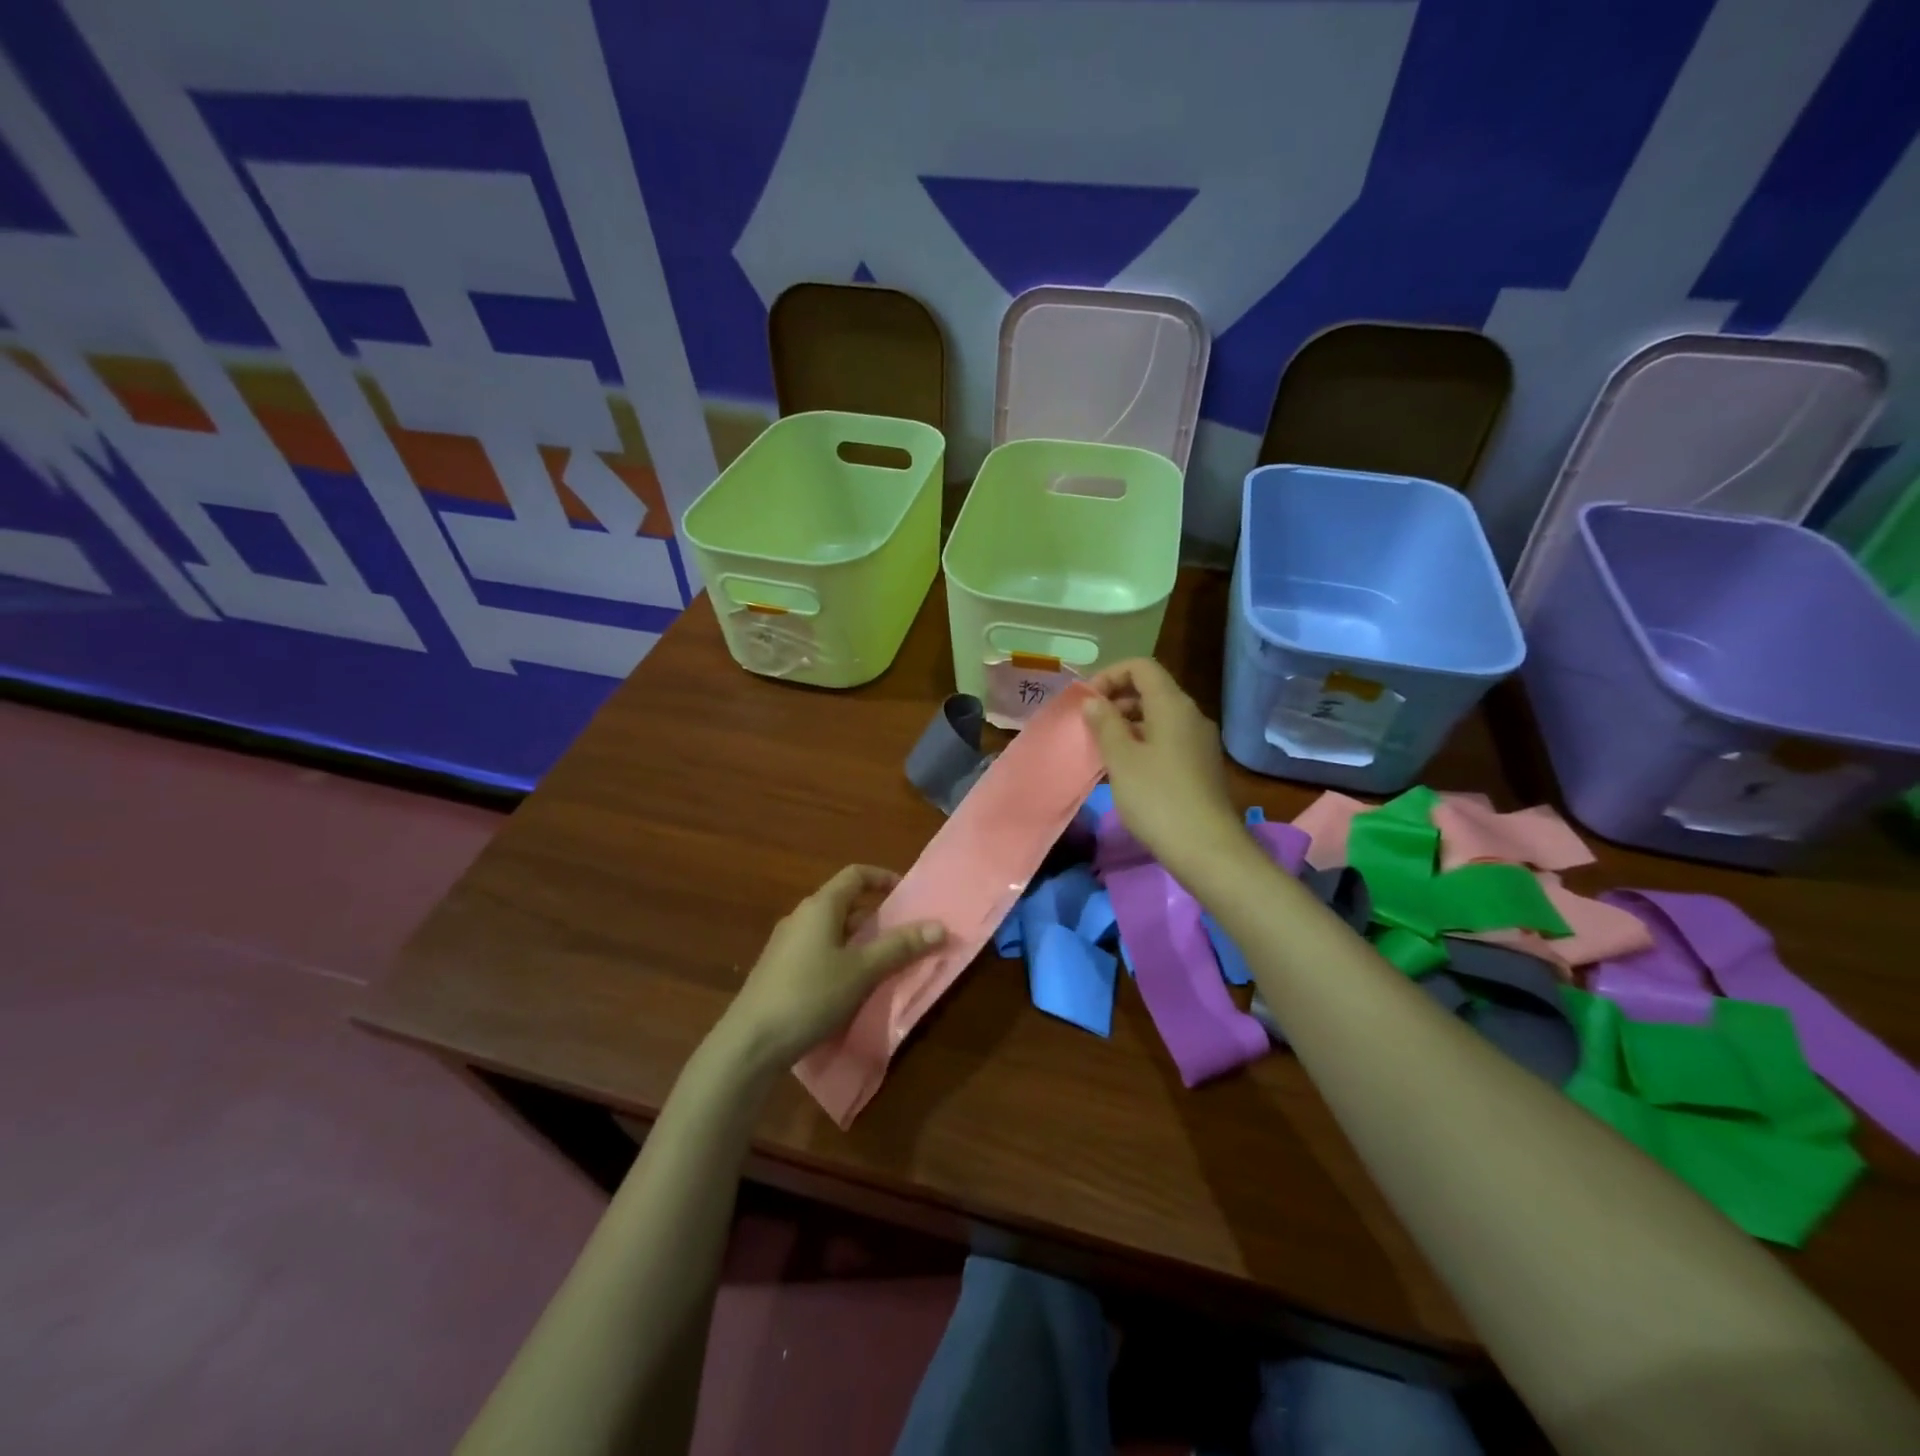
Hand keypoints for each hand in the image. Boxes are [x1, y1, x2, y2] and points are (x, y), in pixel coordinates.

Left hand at [718, 865, 945, 1070]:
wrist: (751, 1042)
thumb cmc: (810, 995)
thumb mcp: (862, 971)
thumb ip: (900, 947)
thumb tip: (940, 926)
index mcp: (820, 906)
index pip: (855, 875)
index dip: (883, 878)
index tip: (907, 893)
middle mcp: (801, 917)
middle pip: (844, 903)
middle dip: (875, 915)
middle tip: (903, 934)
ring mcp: (785, 944)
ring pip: (831, 930)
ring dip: (859, 939)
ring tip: (883, 962)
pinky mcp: (778, 970)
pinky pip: (817, 951)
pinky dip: (840, 957)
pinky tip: (850, 986)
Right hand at [1082, 658, 1242, 875]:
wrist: (1206, 848)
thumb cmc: (1157, 798)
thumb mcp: (1121, 759)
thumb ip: (1104, 723)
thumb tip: (1094, 701)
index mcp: (1172, 705)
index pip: (1141, 667)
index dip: (1110, 675)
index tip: (1087, 701)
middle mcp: (1190, 715)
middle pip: (1151, 690)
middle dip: (1116, 701)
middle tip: (1089, 727)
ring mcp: (1199, 741)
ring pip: (1158, 717)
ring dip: (1127, 725)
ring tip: (1102, 750)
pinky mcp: (1200, 765)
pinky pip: (1167, 740)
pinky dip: (1143, 743)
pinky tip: (1125, 770)